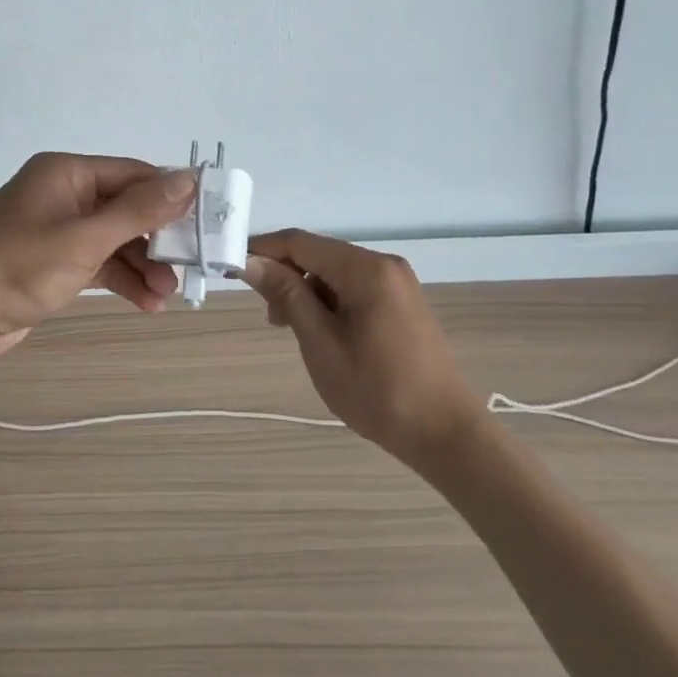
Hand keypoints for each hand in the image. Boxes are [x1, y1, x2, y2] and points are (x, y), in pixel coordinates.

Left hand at [0, 153, 197, 359]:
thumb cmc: (18, 267)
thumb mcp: (83, 238)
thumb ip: (138, 210)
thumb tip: (188, 178)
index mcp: (67, 173)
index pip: (133, 174)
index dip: (171, 195)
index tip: (207, 220)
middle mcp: (64, 194)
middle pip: (127, 208)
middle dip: (157, 239)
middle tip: (190, 265)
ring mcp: (58, 229)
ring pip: (115, 240)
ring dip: (143, 265)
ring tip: (168, 294)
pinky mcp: (54, 262)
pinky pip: (99, 262)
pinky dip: (121, 279)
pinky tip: (146, 303)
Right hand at [241, 230, 480, 460]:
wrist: (445, 434)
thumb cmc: (377, 391)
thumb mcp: (321, 344)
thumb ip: (286, 296)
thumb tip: (251, 262)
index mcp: (365, 269)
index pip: (300, 242)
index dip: (263, 250)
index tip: (232, 270)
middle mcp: (383, 264)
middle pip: (318, 254)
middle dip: (286, 276)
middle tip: (271, 318)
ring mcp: (397, 282)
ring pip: (334, 272)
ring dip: (306, 292)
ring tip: (295, 332)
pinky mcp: (402, 301)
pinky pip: (353, 286)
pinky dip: (329, 301)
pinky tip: (323, 332)